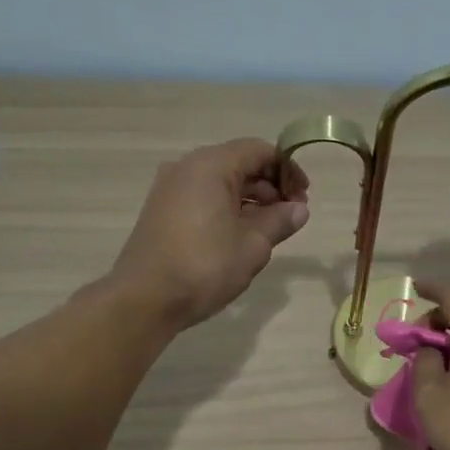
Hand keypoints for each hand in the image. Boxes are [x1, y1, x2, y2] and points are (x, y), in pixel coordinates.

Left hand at [110, 139, 309, 328]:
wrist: (145, 298)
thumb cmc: (205, 266)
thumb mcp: (253, 245)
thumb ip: (280, 221)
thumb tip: (299, 209)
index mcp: (211, 165)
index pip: (259, 150)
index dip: (288, 170)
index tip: (304, 198)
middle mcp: (187, 167)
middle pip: (239, 163)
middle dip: (270, 185)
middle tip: (291, 216)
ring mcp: (170, 189)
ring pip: (221, 181)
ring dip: (250, 199)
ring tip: (270, 229)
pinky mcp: (162, 210)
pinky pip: (203, 197)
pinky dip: (227, 208)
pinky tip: (241, 236)